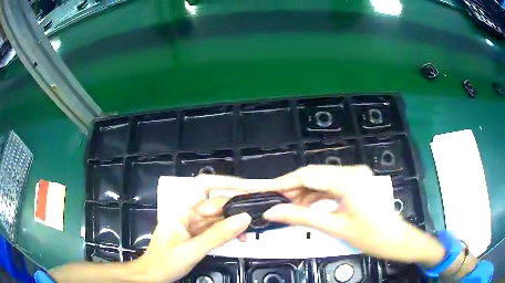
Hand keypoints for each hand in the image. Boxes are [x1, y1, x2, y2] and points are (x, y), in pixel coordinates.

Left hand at [132, 177, 251, 282]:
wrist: (154, 275)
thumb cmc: (165, 261)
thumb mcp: (192, 250)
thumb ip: (218, 235)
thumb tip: (244, 218)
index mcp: (182, 210)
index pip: (203, 185)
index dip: (225, 182)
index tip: (247, 187)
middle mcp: (189, 213)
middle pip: (216, 203)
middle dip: (237, 207)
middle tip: (258, 215)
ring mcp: (194, 224)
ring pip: (219, 217)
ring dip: (236, 222)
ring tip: (250, 232)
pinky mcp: (199, 235)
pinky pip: (218, 229)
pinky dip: (230, 233)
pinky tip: (241, 238)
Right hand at [203, 165, 443, 265]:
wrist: (397, 240)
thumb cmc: (371, 236)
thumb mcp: (335, 227)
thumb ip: (302, 217)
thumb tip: (272, 212)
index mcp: (349, 179)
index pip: (308, 175)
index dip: (285, 182)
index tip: (266, 191)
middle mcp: (352, 171)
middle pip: (314, 174)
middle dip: (293, 188)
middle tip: (276, 203)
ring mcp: (356, 176)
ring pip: (322, 179)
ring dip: (305, 192)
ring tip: (289, 207)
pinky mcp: (357, 183)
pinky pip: (331, 185)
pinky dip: (317, 195)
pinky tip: (307, 206)